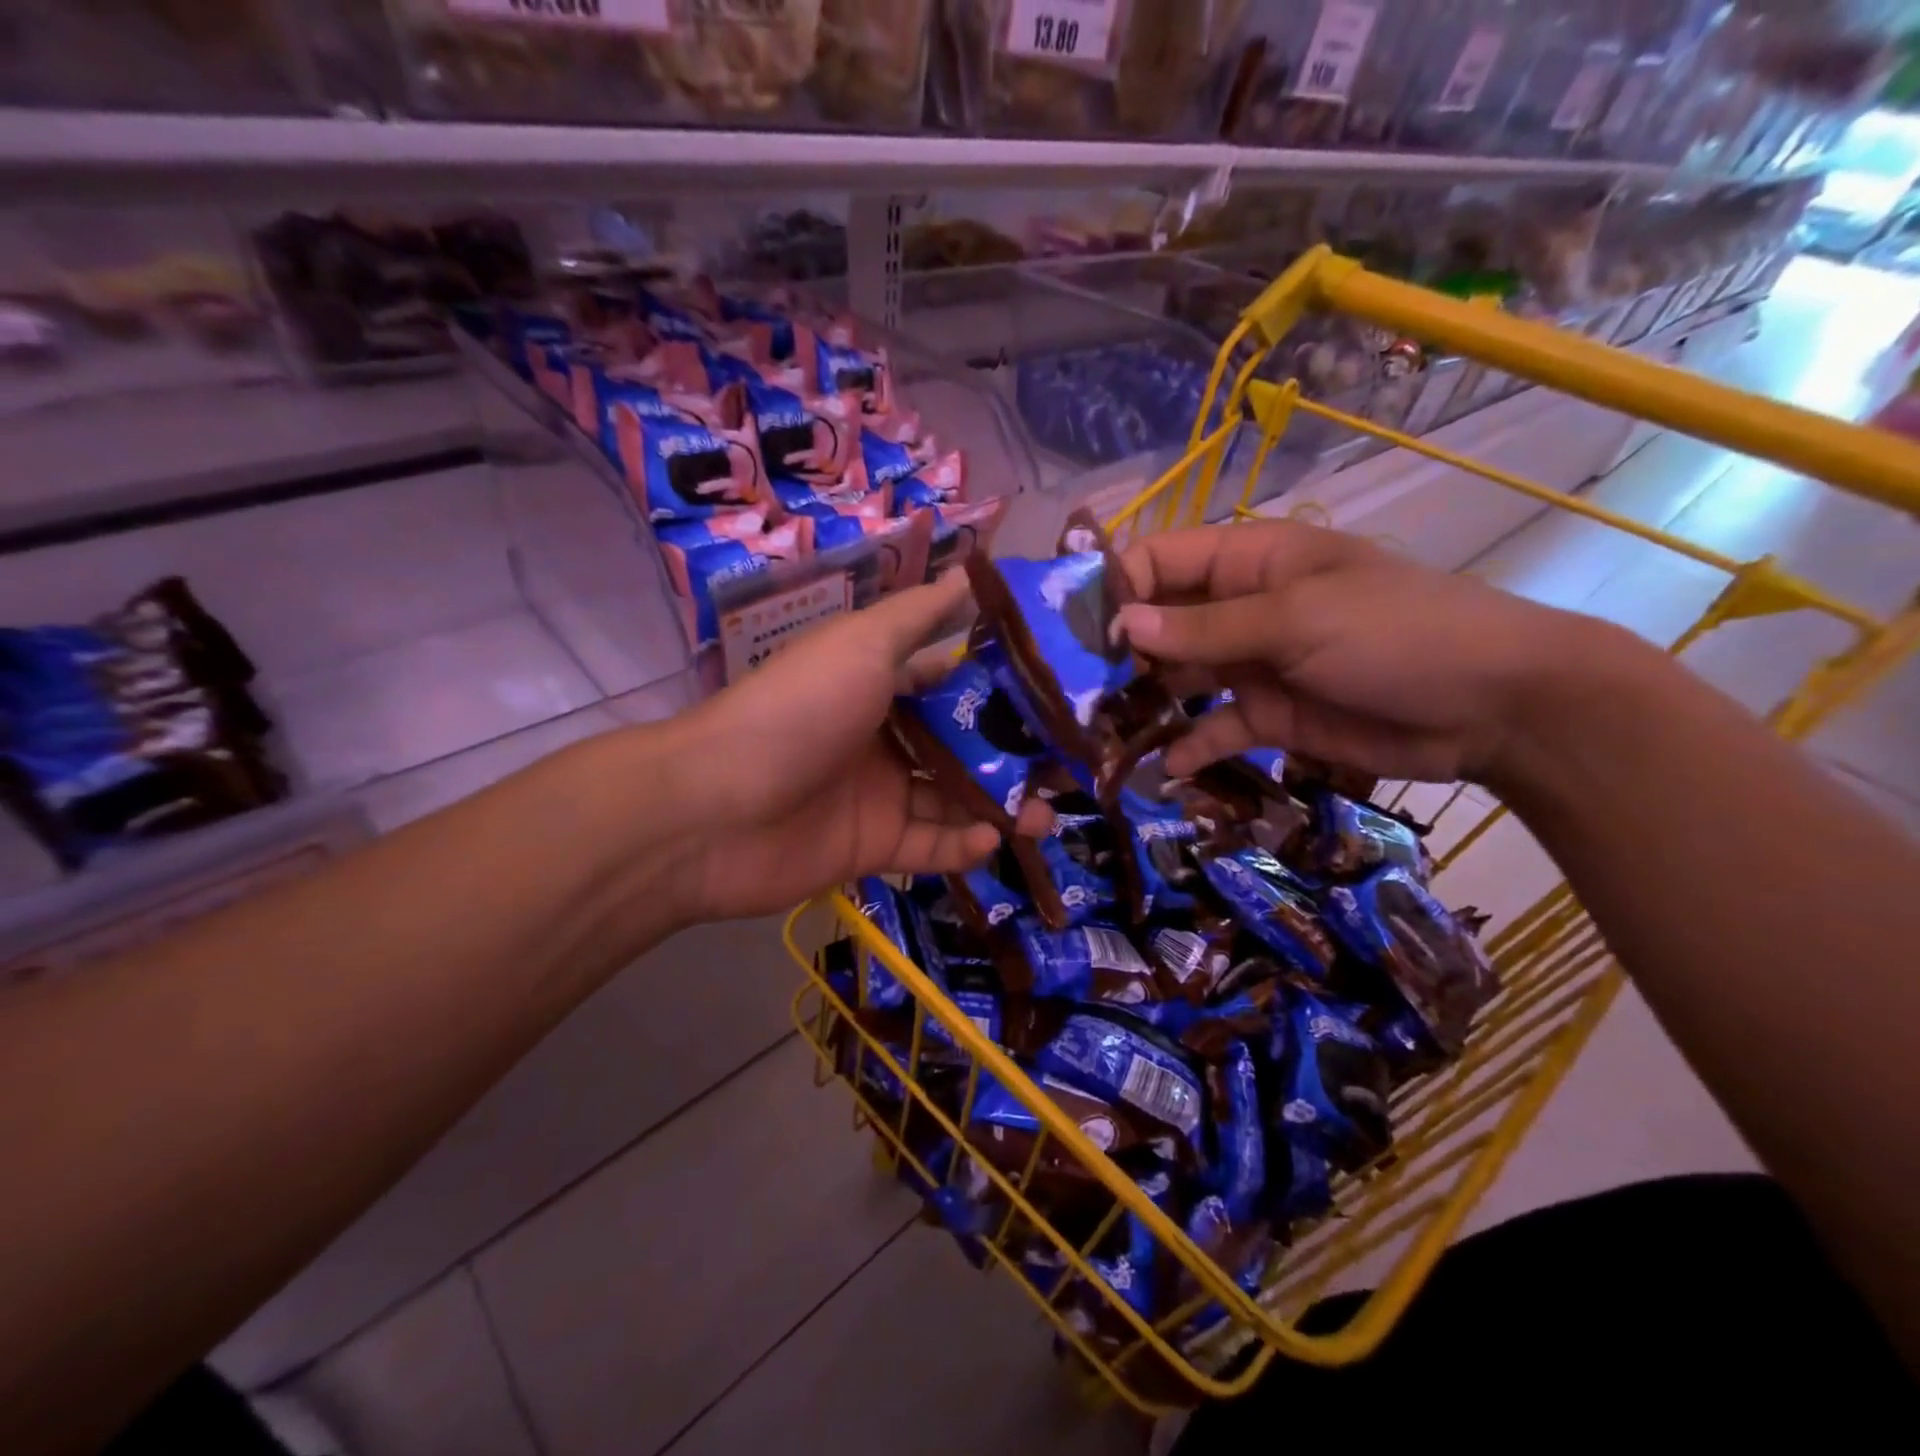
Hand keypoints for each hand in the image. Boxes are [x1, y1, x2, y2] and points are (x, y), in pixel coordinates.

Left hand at [663, 571, 1051, 921]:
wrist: (714, 809)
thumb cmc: (798, 710)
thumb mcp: (861, 644)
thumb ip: (919, 615)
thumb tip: (970, 571)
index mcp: (877, 684)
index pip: (949, 678)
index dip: (1000, 682)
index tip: (1057, 688)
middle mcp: (881, 736)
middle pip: (960, 743)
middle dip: (1012, 752)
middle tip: (1069, 761)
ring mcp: (877, 795)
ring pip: (952, 798)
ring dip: (1001, 803)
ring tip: (1049, 812)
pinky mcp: (870, 848)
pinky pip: (927, 845)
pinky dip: (962, 846)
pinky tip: (994, 840)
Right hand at [1114, 522, 1595, 786]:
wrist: (1493, 706)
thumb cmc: (1394, 634)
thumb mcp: (1295, 620)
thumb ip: (1204, 630)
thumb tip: (1121, 627)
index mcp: (1248, 562)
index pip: (1158, 561)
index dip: (1113, 589)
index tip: (1072, 633)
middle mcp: (1239, 609)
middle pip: (1159, 624)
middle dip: (1117, 654)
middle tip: (1071, 694)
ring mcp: (1251, 664)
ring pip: (1177, 680)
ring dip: (1142, 704)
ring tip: (1098, 735)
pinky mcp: (1267, 715)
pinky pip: (1213, 728)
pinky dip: (1188, 747)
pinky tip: (1162, 770)